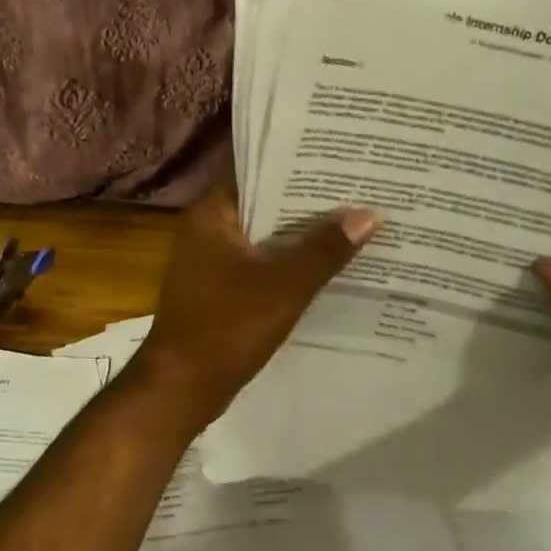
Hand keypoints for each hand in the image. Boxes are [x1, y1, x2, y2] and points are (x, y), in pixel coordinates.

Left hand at [131, 184, 379, 430]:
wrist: (181, 387)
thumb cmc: (227, 327)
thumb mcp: (285, 287)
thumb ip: (325, 250)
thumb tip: (368, 214)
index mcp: (210, 215)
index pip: (256, 174)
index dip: (297, 168)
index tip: (338, 163)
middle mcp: (205, 230)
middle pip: (263, 206)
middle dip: (307, 205)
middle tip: (357, 192)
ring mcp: (209, 262)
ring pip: (263, 238)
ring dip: (299, 237)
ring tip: (352, 224)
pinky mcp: (216, 289)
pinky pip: (258, 265)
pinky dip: (286, 265)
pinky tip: (325, 268)